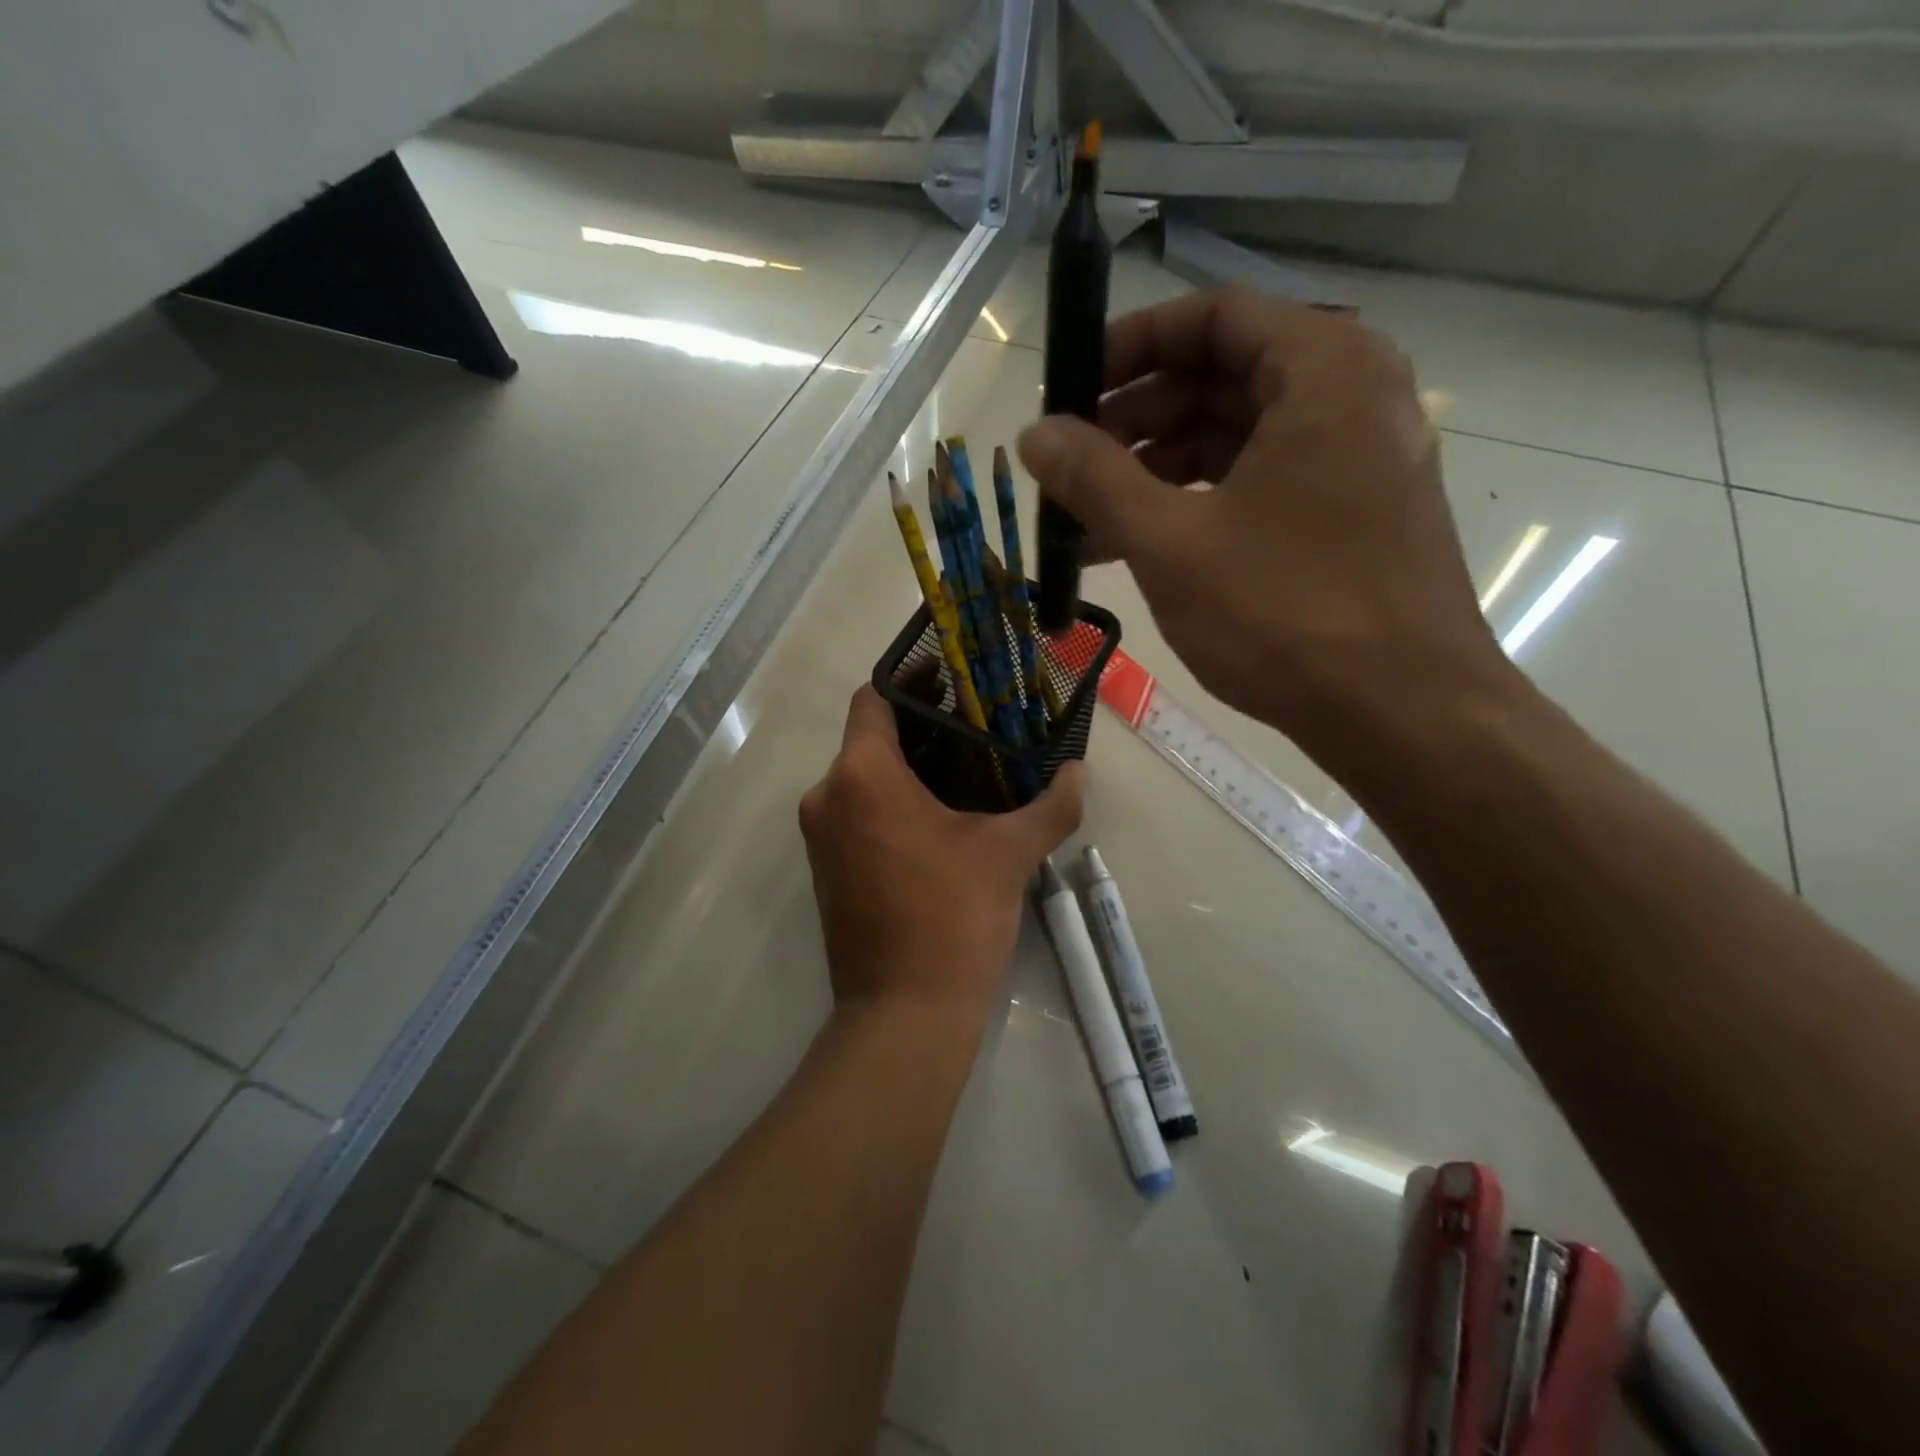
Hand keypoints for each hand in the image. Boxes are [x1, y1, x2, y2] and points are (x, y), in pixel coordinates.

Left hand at [799, 686, 1083, 1019]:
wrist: (903, 1013)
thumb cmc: (952, 918)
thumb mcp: (1009, 854)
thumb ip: (1050, 805)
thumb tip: (1080, 773)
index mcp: (861, 776)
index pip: (873, 699)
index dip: (911, 680)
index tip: (954, 679)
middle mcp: (827, 796)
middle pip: (869, 738)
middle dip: (919, 727)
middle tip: (976, 723)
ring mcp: (821, 837)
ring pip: (862, 778)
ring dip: (907, 767)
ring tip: (967, 767)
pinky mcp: (828, 869)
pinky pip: (857, 813)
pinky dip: (891, 802)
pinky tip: (940, 815)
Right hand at [1017, 288, 1515, 767]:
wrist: (1400, 713)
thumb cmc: (1285, 613)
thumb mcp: (1171, 541)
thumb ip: (1095, 478)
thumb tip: (1033, 434)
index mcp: (1323, 370)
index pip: (1211, 316)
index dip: (1129, 346)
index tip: (1070, 390)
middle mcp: (1352, 396)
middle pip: (1221, 377)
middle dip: (1134, 419)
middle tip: (1071, 465)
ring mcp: (1357, 459)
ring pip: (1236, 438)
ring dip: (1157, 471)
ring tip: (1089, 520)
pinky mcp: (1351, 515)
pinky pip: (1260, 483)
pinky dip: (1198, 503)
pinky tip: (1140, 546)